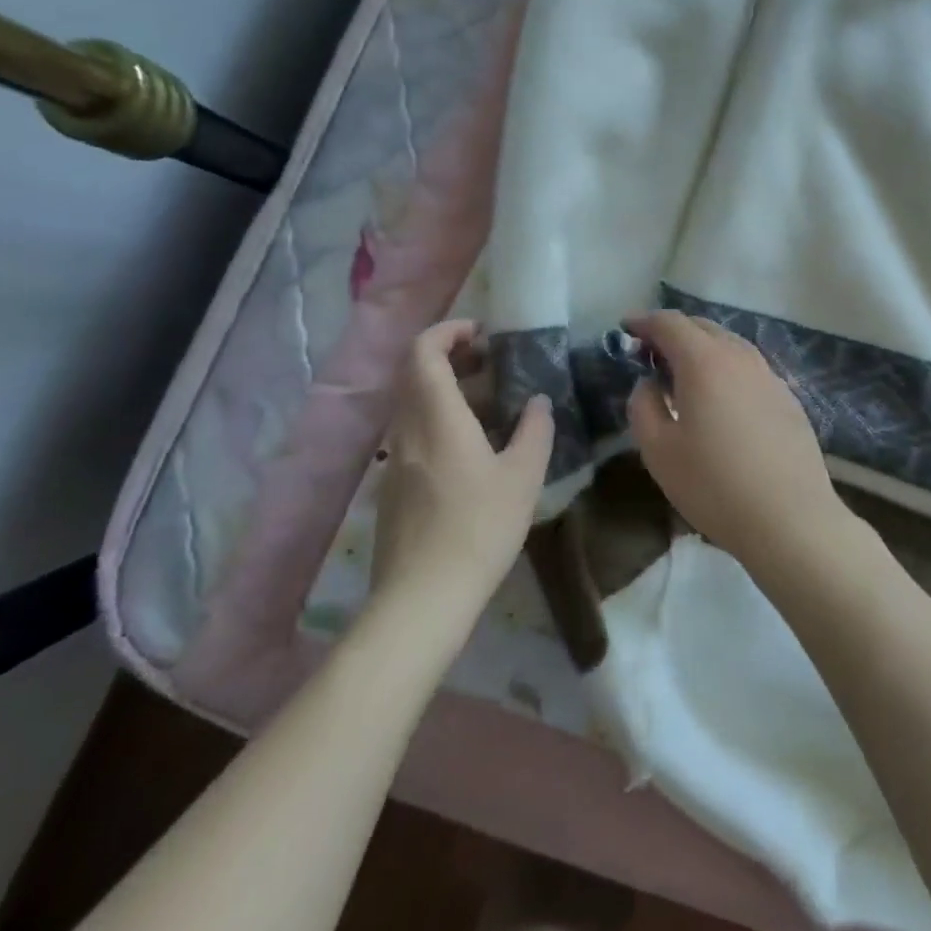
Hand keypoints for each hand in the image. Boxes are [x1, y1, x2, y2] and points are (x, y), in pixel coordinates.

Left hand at [372, 321, 553, 625]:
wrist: (422, 599)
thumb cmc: (479, 528)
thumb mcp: (523, 477)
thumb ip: (534, 430)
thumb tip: (538, 401)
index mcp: (437, 416)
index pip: (424, 351)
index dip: (448, 331)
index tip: (482, 334)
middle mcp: (407, 429)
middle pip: (415, 374)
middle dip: (451, 357)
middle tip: (491, 364)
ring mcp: (395, 460)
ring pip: (414, 405)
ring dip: (446, 391)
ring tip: (490, 406)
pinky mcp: (392, 488)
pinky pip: (413, 434)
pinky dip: (439, 421)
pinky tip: (471, 451)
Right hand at [624, 311, 847, 570]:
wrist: (791, 519)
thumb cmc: (715, 485)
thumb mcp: (658, 451)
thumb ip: (643, 406)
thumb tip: (649, 384)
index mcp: (704, 361)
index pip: (669, 322)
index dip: (644, 321)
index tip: (625, 328)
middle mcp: (739, 356)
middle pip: (702, 327)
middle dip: (672, 332)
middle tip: (650, 353)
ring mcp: (769, 375)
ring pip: (729, 345)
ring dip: (702, 348)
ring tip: (684, 374)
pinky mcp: (788, 398)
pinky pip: (749, 368)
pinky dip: (726, 368)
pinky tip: (722, 399)